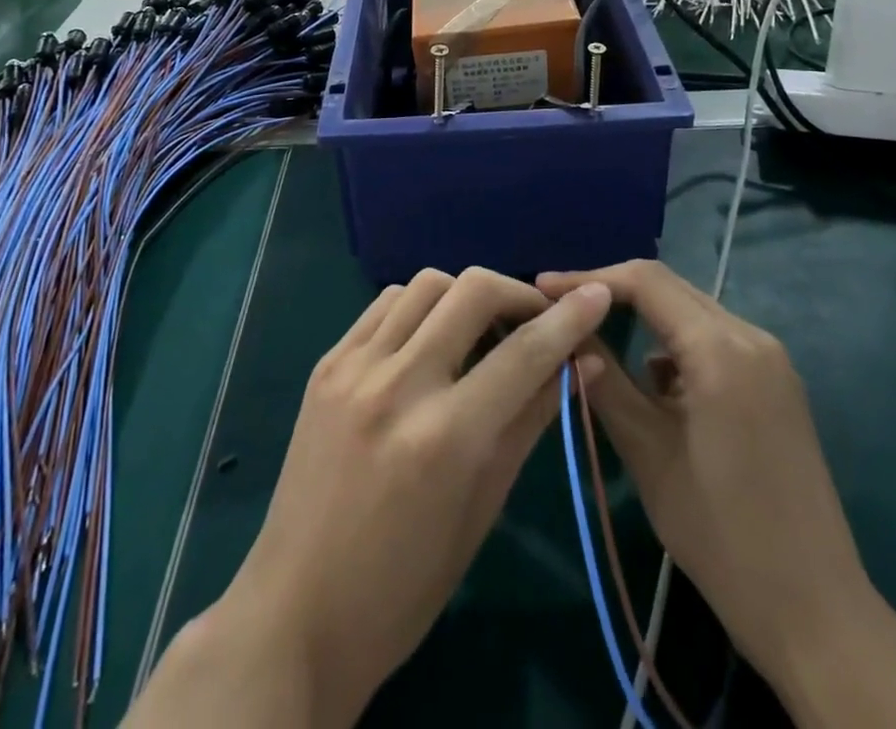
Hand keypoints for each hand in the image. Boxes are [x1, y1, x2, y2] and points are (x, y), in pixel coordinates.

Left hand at [129, 267, 611, 728]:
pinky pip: (383, 304)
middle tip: (534, 320)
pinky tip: (429, 338)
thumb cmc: (405, 584)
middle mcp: (398, 385)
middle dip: (517, 294)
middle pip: (472, 290)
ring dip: (465, 295)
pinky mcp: (326, 364)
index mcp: (445, 437)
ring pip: (426, 284)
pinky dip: (419, 307)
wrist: (297, 611)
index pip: (524, 353)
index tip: (598, 294)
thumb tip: (582, 365)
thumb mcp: (482, 509)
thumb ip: (531, 423)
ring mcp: (354, 368)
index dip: (569, 319)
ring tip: (479, 330)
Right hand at [541, 263, 895, 728]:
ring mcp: (771, 359)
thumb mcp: (647, 452)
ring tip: (597, 338)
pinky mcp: (777, 383)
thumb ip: (604, 381)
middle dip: (612, 292)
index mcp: (721, 349)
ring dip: (644, 317)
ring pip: (691, 311)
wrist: (815, 611)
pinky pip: (714, 339)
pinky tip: (653, 382)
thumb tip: (569, 334)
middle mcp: (751, 337)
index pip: (645, 282)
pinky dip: (676, 345)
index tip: (543, 288)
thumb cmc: (721, 533)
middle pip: (670, 288)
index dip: (589, 279)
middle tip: (561, 308)